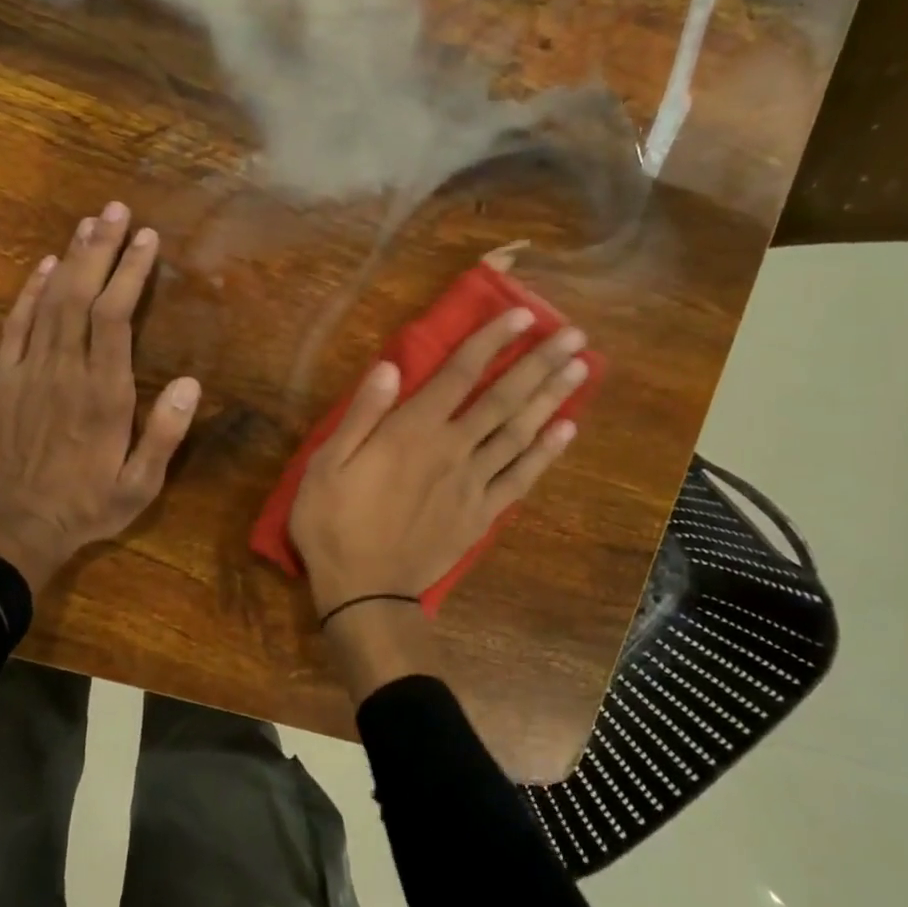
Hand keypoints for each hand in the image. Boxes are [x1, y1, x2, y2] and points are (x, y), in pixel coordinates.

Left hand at [0, 202, 200, 588]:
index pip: (117, 318)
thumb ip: (164, 434)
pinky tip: (45, 266)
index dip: (130, 273)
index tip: (145, 238)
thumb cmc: (87, 506)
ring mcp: (30, 371)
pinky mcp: (4, 379)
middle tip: (115, 209)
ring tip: (88, 222)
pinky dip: (30, 291)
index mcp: (104, 394)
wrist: (16, 526)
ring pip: (50, 302)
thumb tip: (190, 383)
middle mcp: (66, 371)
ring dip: (71, 259)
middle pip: (82, 296)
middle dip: (100, 248)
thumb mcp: (140, 485)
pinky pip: (16, 325)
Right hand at [289, 308, 586, 614]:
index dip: (490, 341)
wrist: (364, 591)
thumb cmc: (334, 522)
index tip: (521, 315)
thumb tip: (390, 366)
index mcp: (412, 432)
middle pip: (503, 399)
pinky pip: (521, 478)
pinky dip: (546, 454)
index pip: (458, 374)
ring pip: (519, 433)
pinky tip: (567, 431)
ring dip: (551, 399)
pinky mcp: (482, 515)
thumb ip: (362, 414)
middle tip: (574, 335)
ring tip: (581, 369)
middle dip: (538, 363)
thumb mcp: (327, 464)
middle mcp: (452, 449)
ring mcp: (473, 483)